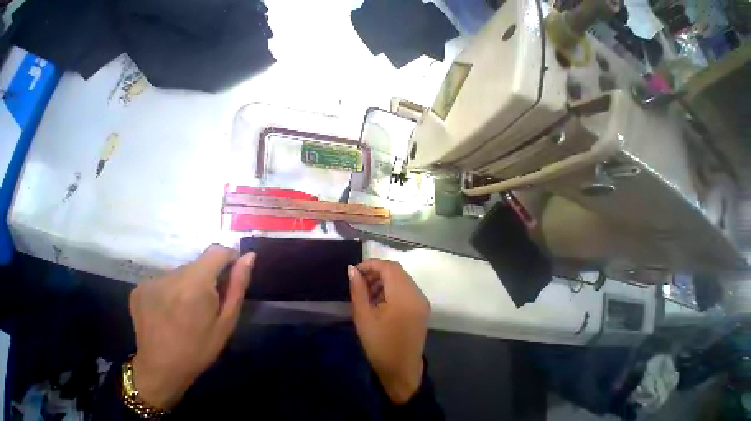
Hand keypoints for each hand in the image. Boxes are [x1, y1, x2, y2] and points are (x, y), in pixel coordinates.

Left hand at [129, 245, 254, 409]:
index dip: (230, 259)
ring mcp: (150, 283)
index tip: (231, 277)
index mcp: (193, 286)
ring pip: (186, 268)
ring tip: (192, 305)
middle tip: (213, 298)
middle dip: (212, 273)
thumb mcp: (229, 317)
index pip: (217, 251)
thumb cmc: (200, 347)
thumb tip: (249, 256)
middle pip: (201, 261)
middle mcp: (168, 279)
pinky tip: (175, 306)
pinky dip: (178, 286)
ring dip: (195, 280)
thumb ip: (239, 282)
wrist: (158, 372)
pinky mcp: (139, 289)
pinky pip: (169, 276)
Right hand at [347, 259, 429, 403]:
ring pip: (401, 276)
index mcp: (403, 297)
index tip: (356, 270)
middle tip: (361, 280)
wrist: (402, 373)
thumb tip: (352, 269)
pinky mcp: (421, 304)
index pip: (388, 268)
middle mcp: (416, 293)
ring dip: (384, 278)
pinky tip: (380, 297)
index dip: (371, 264)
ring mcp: (421, 298)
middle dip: (377, 270)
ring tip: (369, 290)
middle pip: (396, 269)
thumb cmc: (380, 346)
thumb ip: (358, 289)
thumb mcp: (363, 317)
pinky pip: (405, 285)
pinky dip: (392, 285)